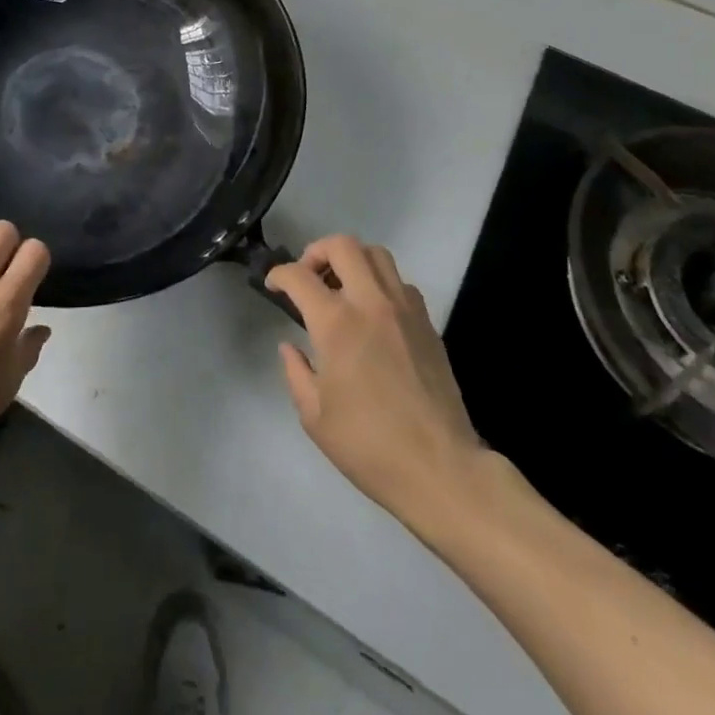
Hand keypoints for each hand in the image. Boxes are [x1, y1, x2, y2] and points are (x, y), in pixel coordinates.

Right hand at [266, 236, 488, 524]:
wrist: (441, 469)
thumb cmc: (369, 446)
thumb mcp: (314, 416)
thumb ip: (296, 372)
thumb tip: (290, 346)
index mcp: (336, 324)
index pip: (299, 275)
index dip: (278, 274)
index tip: (273, 286)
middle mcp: (370, 303)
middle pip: (342, 245)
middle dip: (317, 252)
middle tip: (308, 277)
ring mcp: (404, 309)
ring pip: (376, 254)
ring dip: (352, 260)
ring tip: (341, 288)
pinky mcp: (427, 323)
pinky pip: (400, 282)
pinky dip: (380, 283)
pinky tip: (373, 313)